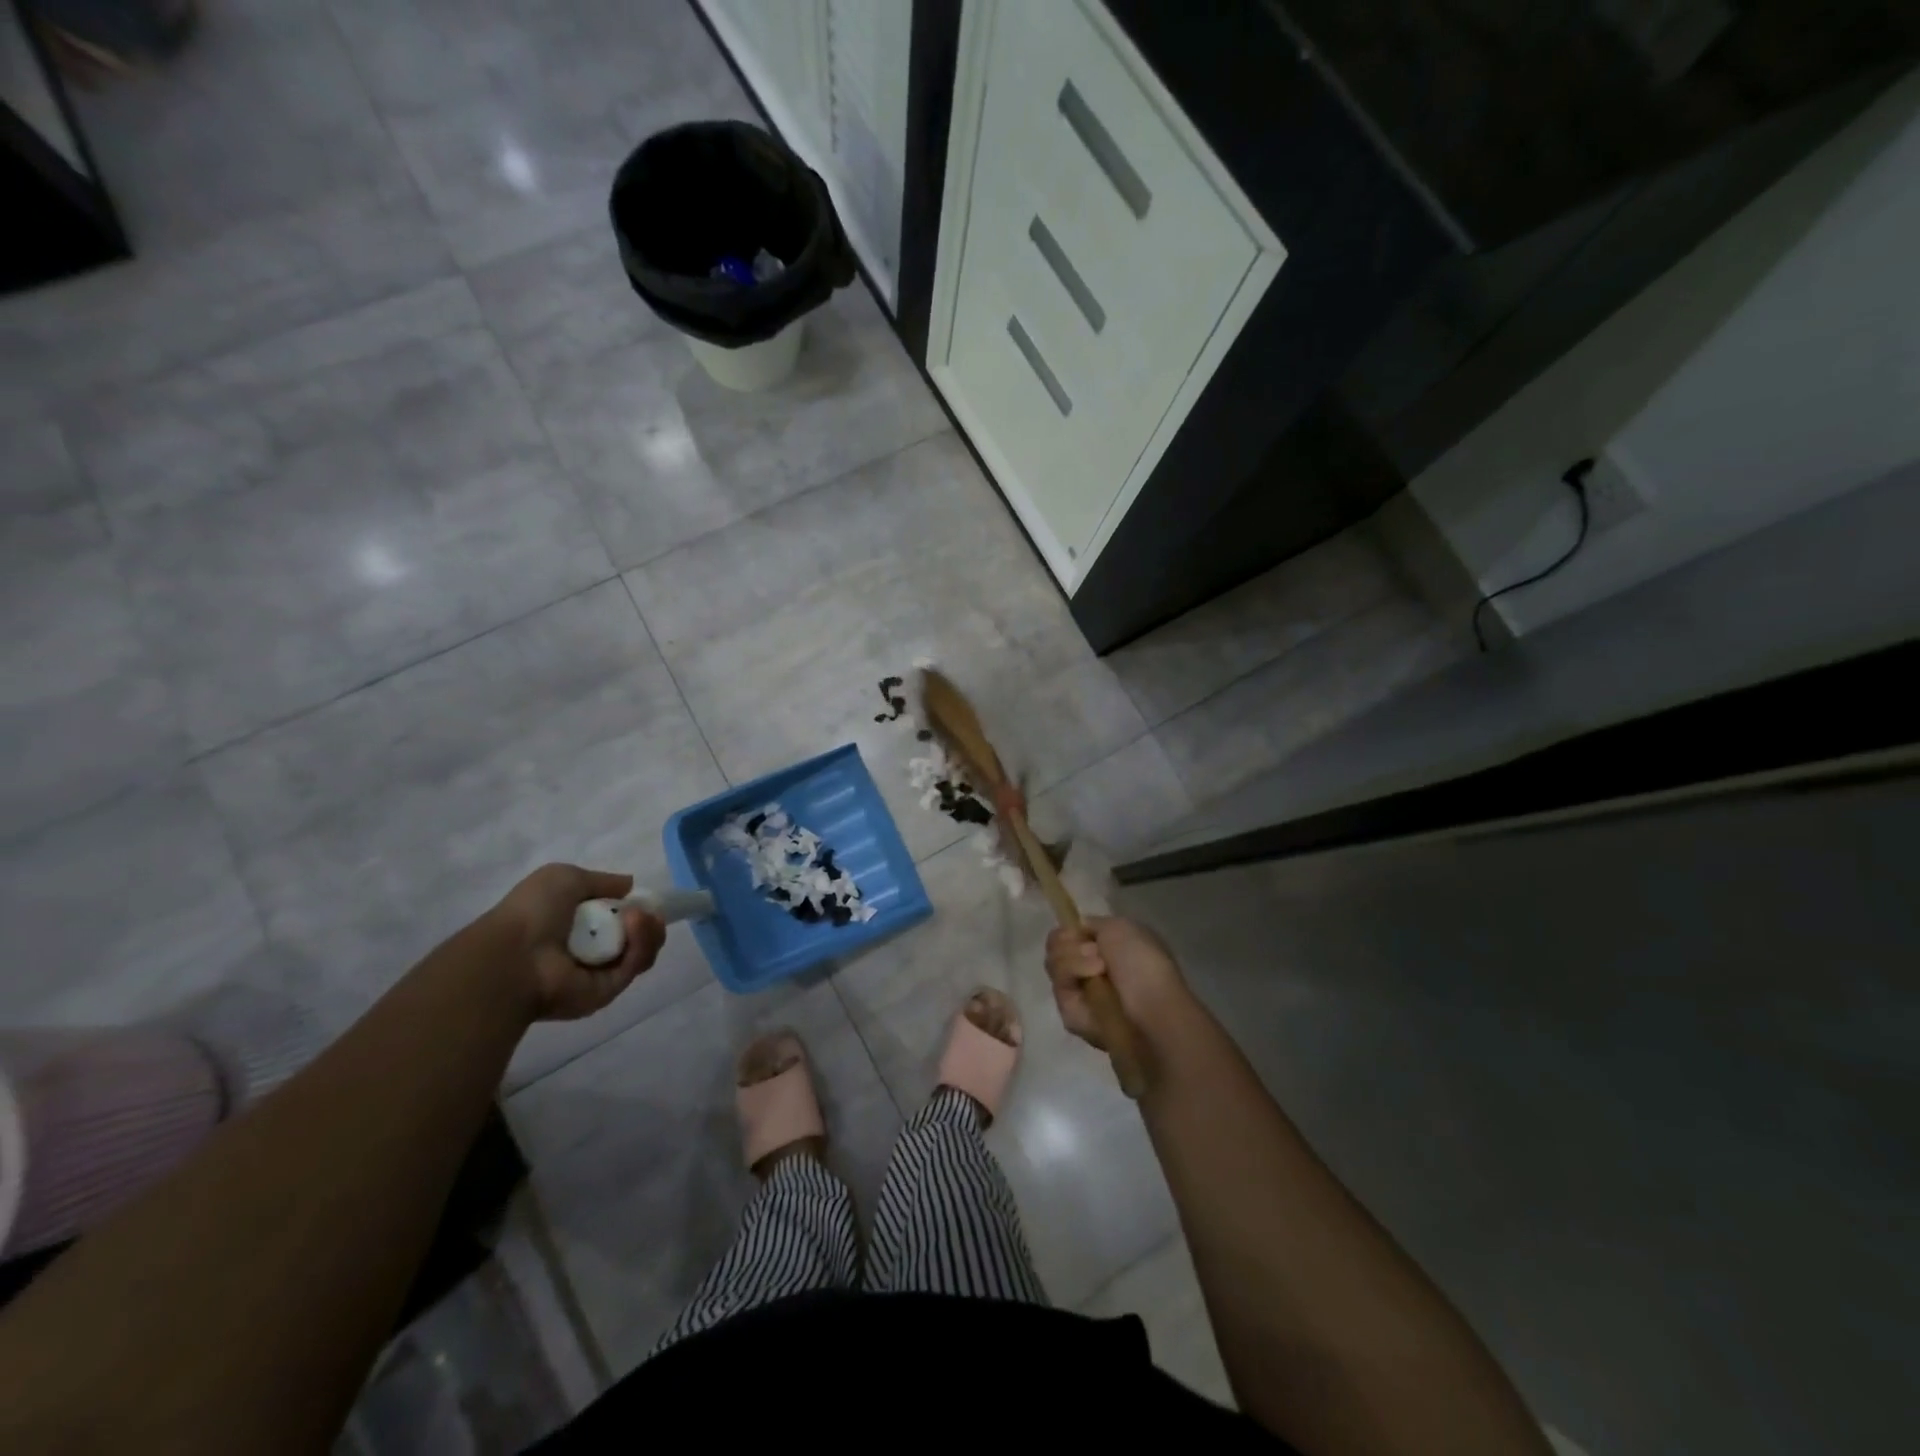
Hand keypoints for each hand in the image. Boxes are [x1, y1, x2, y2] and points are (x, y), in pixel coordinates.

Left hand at [486, 864, 665, 1020]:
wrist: (513, 957)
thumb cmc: (532, 912)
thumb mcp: (564, 878)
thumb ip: (602, 881)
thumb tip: (630, 885)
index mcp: (577, 925)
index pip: (618, 918)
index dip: (635, 907)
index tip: (642, 899)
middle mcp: (591, 950)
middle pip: (637, 936)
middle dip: (649, 920)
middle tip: (647, 911)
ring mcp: (600, 972)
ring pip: (642, 951)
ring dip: (647, 929)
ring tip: (636, 916)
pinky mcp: (608, 991)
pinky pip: (634, 965)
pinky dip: (641, 944)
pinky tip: (635, 924)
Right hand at [1045, 916, 1188, 1049]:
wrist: (1152, 1014)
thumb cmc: (1143, 964)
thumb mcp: (1122, 927)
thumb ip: (1093, 924)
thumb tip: (1077, 931)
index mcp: (1108, 946)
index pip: (1070, 932)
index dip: (1070, 929)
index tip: (1083, 933)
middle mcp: (1091, 968)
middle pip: (1056, 946)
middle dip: (1071, 945)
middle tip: (1097, 955)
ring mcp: (1080, 992)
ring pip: (1053, 964)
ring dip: (1074, 960)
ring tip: (1099, 970)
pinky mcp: (1071, 1015)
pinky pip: (1058, 988)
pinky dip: (1071, 979)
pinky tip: (1090, 985)